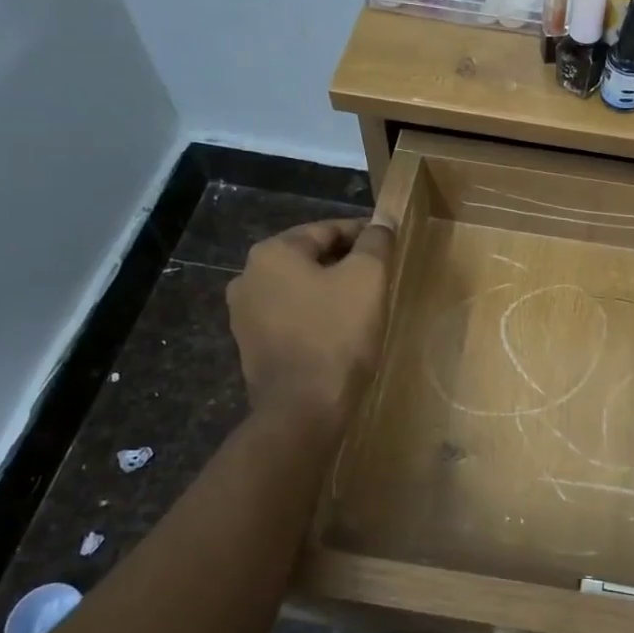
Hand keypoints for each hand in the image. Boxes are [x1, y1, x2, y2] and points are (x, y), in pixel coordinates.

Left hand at [226, 219, 394, 422]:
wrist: (302, 410)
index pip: (327, 229)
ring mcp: (244, 314)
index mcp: (272, 253)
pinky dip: (314, 315)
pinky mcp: (251, 345)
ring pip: (299, 288)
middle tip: (380, 276)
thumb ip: (376, 242)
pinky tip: (338, 331)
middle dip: (345, 262)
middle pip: (309, 257)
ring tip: (362, 304)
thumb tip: (382, 222)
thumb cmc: (337, 335)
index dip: (363, 233)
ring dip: (329, 290)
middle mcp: (248, 276)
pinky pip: (290, 317)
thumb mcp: (367, 278)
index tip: (389, 244)